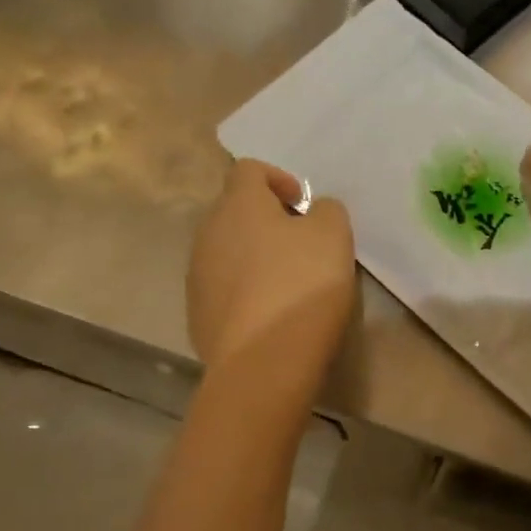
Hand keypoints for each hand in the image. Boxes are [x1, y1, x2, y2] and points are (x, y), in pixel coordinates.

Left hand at [189, 160, 354, 389]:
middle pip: (234, 211)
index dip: (279, 179)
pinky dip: (245, 290)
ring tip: (286, 281)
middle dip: (266, 220)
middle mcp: (208, 232)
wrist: (263, 361)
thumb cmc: (301, 284)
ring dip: (254, 255)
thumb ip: (326, 210)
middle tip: (301, 243)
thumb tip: (313, 211)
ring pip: (226, 250)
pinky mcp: (197, 313)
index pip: (249, 169)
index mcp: (238, 205)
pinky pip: (223, 287)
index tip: (303, 205)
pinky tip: (270, 313)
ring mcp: (197, 275)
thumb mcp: (333, 235)